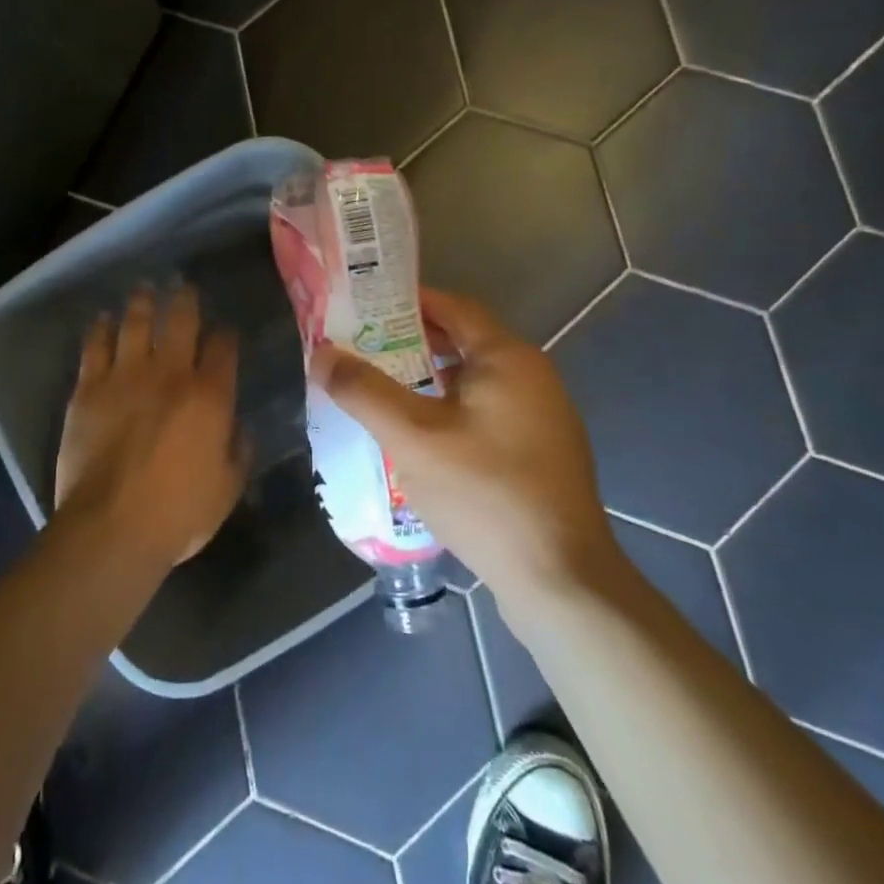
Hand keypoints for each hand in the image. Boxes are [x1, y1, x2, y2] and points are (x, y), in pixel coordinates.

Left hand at [55, 285, 248, 566]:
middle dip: (186, 300)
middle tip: (185, 287)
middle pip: (181, 320)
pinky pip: (95, 347)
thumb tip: (238, 427)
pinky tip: (103, 319)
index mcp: (210, 395)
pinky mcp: (89, 388)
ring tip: (145, 288)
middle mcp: (171, 373)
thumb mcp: (227, 488)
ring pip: (136, 323)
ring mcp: (126, 376)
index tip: (225, 332)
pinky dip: (101, 328)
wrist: (111, 526)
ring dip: (143, 302)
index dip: (226, 335)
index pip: (223, 348)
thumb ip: (238, 451)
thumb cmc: (178, 513)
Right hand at [311, 287, 617, 605]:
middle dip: (410, 341)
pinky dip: (448, 409)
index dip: (406, 301)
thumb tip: (321, 353)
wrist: (562, 582)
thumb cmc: (485, 493)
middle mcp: (531, 376)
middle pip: (462, 341)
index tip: (362, 306)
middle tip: (361, 348)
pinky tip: (418, 437)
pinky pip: (484, 412)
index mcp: (507, 358)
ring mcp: (541, 417)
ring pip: (472, 380)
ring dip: (427, 379)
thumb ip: (364, 390)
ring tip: (379, 389)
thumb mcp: (412, 437)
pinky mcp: (539, 453)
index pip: (452, 306)